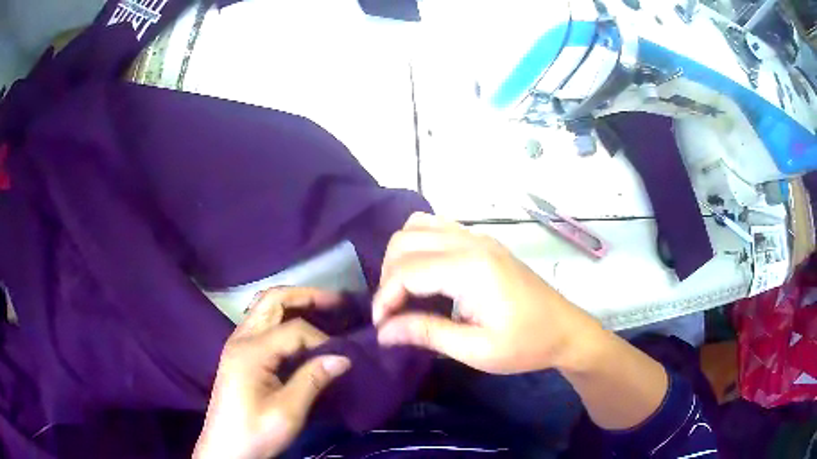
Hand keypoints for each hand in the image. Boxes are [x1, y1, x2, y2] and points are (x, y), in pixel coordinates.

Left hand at [194, 288, 350, 458]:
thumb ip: (313, 380)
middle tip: (336, 302)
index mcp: (251, 351)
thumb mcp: (287, 412)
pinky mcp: (238, 354)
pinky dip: (283, 317)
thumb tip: (344, 358)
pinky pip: (261, 322)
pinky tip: (299, 331)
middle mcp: (241, 338)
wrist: (226, 449)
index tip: (343, 357)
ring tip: (322, 309)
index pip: (293, 329)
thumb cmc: (255, 433)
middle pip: (272, 300)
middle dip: (305, 296)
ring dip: (293, 303)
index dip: (322, 339)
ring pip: (264, 307)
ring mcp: (237, 344)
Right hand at [374, 213, 603, 374]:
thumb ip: (426, 334)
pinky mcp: (483, 242)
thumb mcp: (475, 350)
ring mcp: (479, 237)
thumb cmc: (525, 345)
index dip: (385, 298)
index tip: (383, 328)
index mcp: (470, 268)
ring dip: (401, 257)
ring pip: (417, 226)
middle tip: (394, 312)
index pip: (406, 270)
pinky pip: (437, 227)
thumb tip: (383, 331)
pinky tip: (427, 275)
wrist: (565, 330)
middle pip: (405, 241)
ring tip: (406, 292)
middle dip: (388, 276)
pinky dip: (420, 245)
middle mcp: (471, 242)